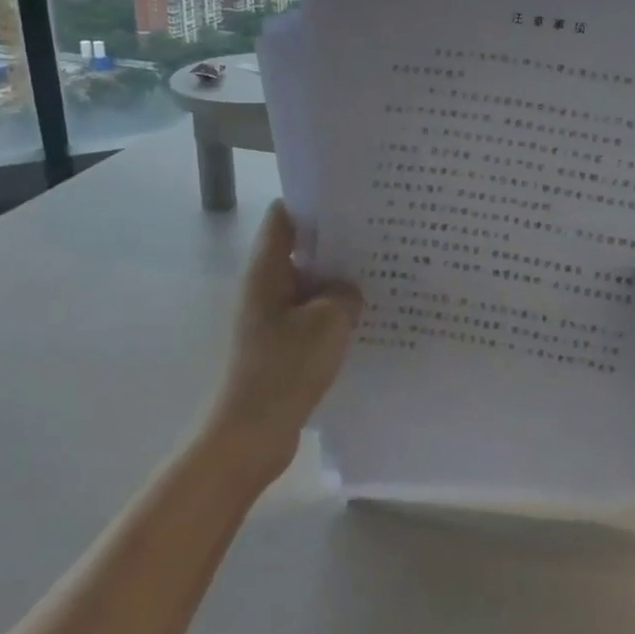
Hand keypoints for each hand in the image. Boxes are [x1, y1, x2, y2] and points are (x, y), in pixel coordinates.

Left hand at [206, 201, 363, 483]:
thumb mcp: (329, 323)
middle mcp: (266, 287)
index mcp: (268, 271)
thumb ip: (345, 294)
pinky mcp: (282, 343)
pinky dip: (334, 312)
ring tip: (382, 272)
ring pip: (310, 285)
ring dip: (338, 281)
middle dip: (337, 242)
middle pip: (300, 249)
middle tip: (380, 234)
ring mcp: (272, 317)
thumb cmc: (285, 369)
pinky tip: (367, 316)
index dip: (314, 201)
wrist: (252, 434)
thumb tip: (348, 289)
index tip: (352, 199)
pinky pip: (312, 315)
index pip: (284, 217)